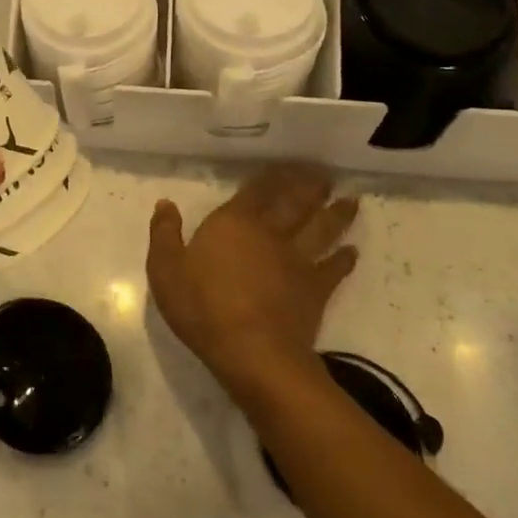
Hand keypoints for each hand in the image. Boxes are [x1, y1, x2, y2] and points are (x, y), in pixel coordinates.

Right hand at [147, 165, 359, 412]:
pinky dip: (345, 259)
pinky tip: (353, 252)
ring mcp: (297, 261)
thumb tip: (165, 203)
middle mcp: (269, 233)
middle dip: (309, 187)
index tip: (286, 165)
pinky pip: (334, 269)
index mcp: (233, 223)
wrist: (252, 353)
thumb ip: (164, 233)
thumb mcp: (165, 269)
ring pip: (321, 230)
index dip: (271, 177)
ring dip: (336, 214)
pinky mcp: (315, 290)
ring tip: (350, 200)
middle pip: (294, 203)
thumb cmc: (202, 307)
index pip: (255, 191)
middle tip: (324, 174)